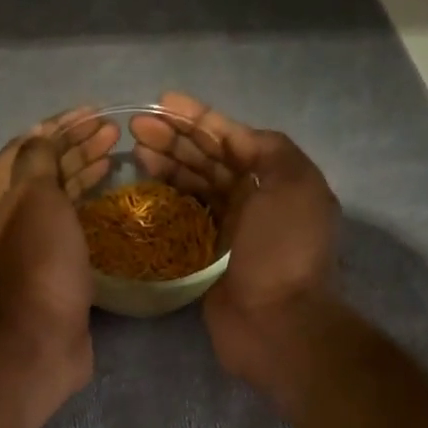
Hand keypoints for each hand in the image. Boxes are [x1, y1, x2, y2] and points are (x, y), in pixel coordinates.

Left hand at [0, 107, 118, 394]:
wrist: (40, 339)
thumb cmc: (38, 262)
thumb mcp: (36, 198)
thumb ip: (39, 159)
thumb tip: (44, 136)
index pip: (26, 145)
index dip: (60, 125)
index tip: (97, 113)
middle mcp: (4, 215)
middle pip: (41, 169)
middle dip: (76, 146)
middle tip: (113, 134)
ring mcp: (27, 243)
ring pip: (57, 196)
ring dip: (83, 172)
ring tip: (115, 157)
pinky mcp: (51, 266)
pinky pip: (69, 223)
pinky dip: (87, 205)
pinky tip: (108, 199)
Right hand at [133, 93, 339, 390]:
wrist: (275, 323)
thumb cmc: (282, 250)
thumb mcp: (293, 185)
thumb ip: (270, 150)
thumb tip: (237, 137)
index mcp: (277, 180)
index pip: (233, 139)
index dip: (199, 118)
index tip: (162, 103)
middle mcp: (255, 201)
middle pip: (211, 160)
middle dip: (177, 139)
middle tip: (136, 128)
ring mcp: (232, 230)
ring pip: (196, 186)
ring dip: (168, 164)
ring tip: (135, 151)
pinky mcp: (209, 257)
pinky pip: (185, 217)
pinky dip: (167, 199)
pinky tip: (144, 186)